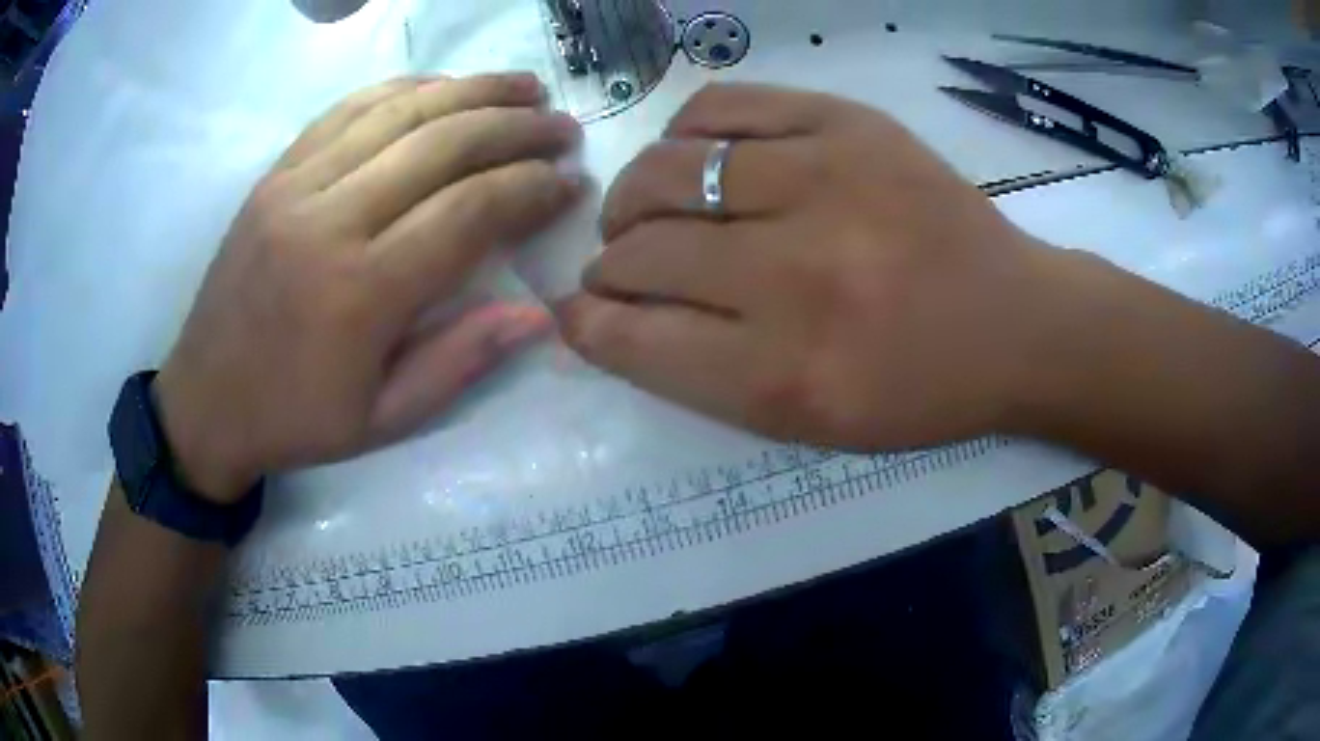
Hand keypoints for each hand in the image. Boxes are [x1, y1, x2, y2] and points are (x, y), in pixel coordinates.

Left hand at [154, 74, 582, 502]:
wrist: (206, 401)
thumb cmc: (296, 419)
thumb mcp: (385, 419)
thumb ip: (461, 360)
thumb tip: (539, 314)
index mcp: (362, 293)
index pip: (469, 211)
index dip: (530, 188)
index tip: (569, 182)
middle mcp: (330, 220)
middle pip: (441, 144)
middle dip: (515, 127)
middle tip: (562, 126)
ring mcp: (296, 186)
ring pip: (399, 111)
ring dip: (471, 90)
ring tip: (522, 87)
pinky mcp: (275, 173)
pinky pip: (348, 109)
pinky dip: (404, 89)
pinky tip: (442, 87)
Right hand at [560, 83, 1072, 449]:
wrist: (1014, 322)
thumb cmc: (916, 388)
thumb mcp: (807, 421)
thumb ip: (698, 374)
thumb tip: (603, 318)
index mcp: (786, 376)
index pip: (636, 339)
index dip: (588, 323)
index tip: (576, 312)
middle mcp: (796, 277)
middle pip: (641, 253)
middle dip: (608, 265)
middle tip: (619, 265)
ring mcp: (823, 183)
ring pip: (665, 174)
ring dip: (632, 199)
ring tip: (645, 210)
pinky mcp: (847, 125)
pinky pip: (721, 109)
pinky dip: (685, 134)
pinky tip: (695, 157)